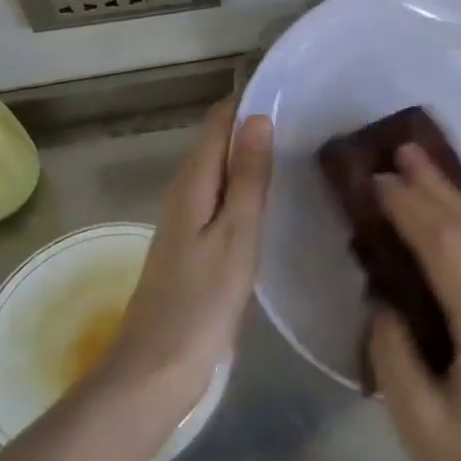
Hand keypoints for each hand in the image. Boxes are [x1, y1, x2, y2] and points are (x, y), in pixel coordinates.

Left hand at [102, 100, 271, 409]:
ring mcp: (185, 221)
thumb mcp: (236, 235)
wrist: (154, 371)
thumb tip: (257, 117)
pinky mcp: (191, 246)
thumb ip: (248, 177)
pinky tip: (271, 199)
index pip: (218, 121)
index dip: (248, 101)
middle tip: (306, 118)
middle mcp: (184, 192)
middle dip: (254, 125)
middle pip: (218, 143)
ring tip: (297, 149)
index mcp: (193, 182)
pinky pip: (220, 199)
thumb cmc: (201, 301)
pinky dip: (245, 188)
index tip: (290, 89)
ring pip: (220, 171)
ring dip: (251, 157)